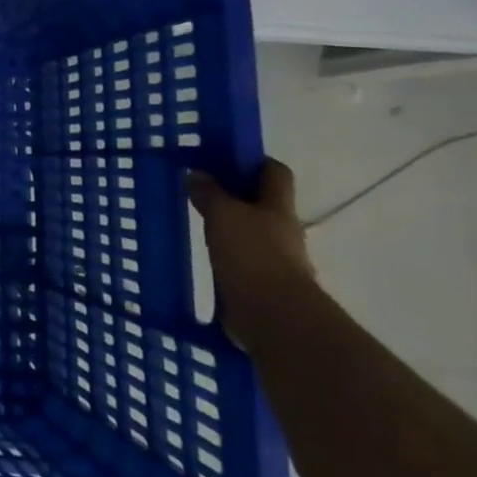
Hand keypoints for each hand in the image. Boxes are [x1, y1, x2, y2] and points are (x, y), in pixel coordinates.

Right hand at [186, 159, 312, 347]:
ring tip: (195, 224)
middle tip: (200, 190)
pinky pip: (241, 263)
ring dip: (228, 228)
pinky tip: (201, 257)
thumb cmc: (252, 256)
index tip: (224, 157)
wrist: (273, 318)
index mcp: (278, 208)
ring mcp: (274, 261)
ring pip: (251, 234)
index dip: (254, 161)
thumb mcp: (223, 215)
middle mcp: (282, 232)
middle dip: (236, 196)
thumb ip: (209, 193)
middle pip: (262, 204)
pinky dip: (224, 257)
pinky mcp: (261, 287)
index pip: (275, 173)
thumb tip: (196, 173)